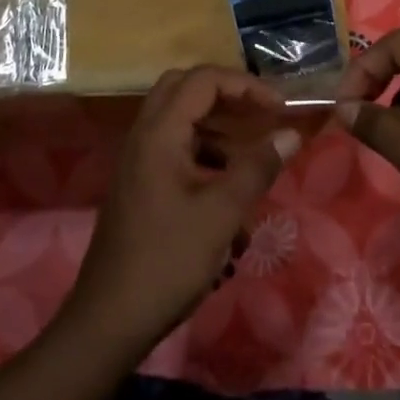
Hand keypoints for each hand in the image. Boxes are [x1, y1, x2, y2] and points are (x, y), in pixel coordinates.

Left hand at [66, 66, 300, 353]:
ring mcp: (138, 159)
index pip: (204, 80)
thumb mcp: (222, 214)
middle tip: (260, 114)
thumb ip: (257, 168)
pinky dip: (204, 152)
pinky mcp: (139, 182)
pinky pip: (174, 147)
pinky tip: (227, 186)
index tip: (279, 108)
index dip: (245, 85)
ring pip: (180, 118)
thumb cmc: (167, 261)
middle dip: (228, 95)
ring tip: (251, 154)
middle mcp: (144, 135)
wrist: (109, 320)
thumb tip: (290, 134)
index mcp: (159, 132)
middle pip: (186, 88)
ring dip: (217, 125)